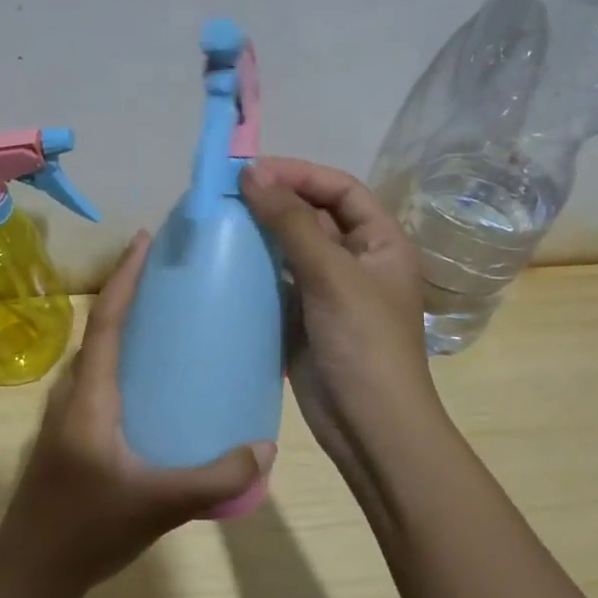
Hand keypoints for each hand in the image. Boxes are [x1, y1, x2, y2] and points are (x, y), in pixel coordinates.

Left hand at [0, 231, 273, 597]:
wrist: (29, 569)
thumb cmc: (87, 528)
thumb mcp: (158, 504)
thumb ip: (215, 479)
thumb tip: (265, 450)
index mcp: (89, 395)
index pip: (107, 321)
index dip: (125, 277)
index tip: (144, 240)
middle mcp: (71, 393)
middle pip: (100, 329)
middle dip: (130, 294)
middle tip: (171, 277)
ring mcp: (65, 413)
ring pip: (96, 356)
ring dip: (124, 328)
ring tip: (167, 321)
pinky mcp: (68, 433)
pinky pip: (97, 380)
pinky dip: (122, 361)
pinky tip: (152, 384)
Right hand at [239, 158, 444, 507]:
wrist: (368, 426)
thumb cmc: (363, 343)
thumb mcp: (332, 275)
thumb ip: (292, 222)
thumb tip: (252, 173)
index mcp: (380, 242)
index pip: (340, 189)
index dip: (299, 174)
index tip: (252, 171)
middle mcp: (355, 259)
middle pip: (312, 215)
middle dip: (274, 200)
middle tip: (225, 193)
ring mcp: (327, 290)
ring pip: (290, 247)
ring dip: (259, 233)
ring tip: (217, 220)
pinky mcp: (302, 317)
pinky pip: (275, 280)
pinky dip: (252, 268)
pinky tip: (222, 261)